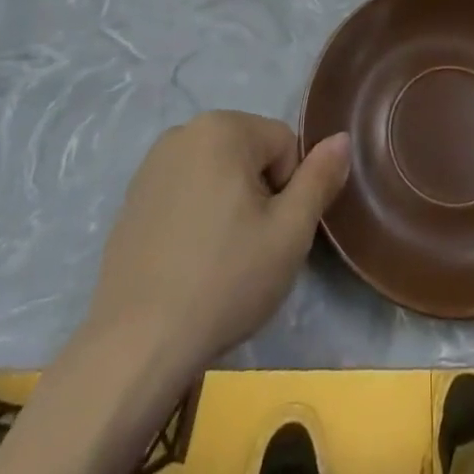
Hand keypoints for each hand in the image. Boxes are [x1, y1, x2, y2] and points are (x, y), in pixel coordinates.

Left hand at [86, 112, 350, 371]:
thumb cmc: (224, 281)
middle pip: (249, 154)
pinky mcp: (132, 199)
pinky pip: (184, 194)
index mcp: (223, 127)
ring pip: (217, 174)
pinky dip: (195, 218)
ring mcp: (152, 165)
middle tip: (249, 250)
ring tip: (218, 260)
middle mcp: (185, 131)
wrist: (135, 346)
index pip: (284, 144)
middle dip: (258, 194)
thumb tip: (341, 138)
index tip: (272, 235)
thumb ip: (320, 178)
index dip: (289, 191)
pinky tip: (188, 264)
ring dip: (228, 205)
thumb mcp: (290, 233)